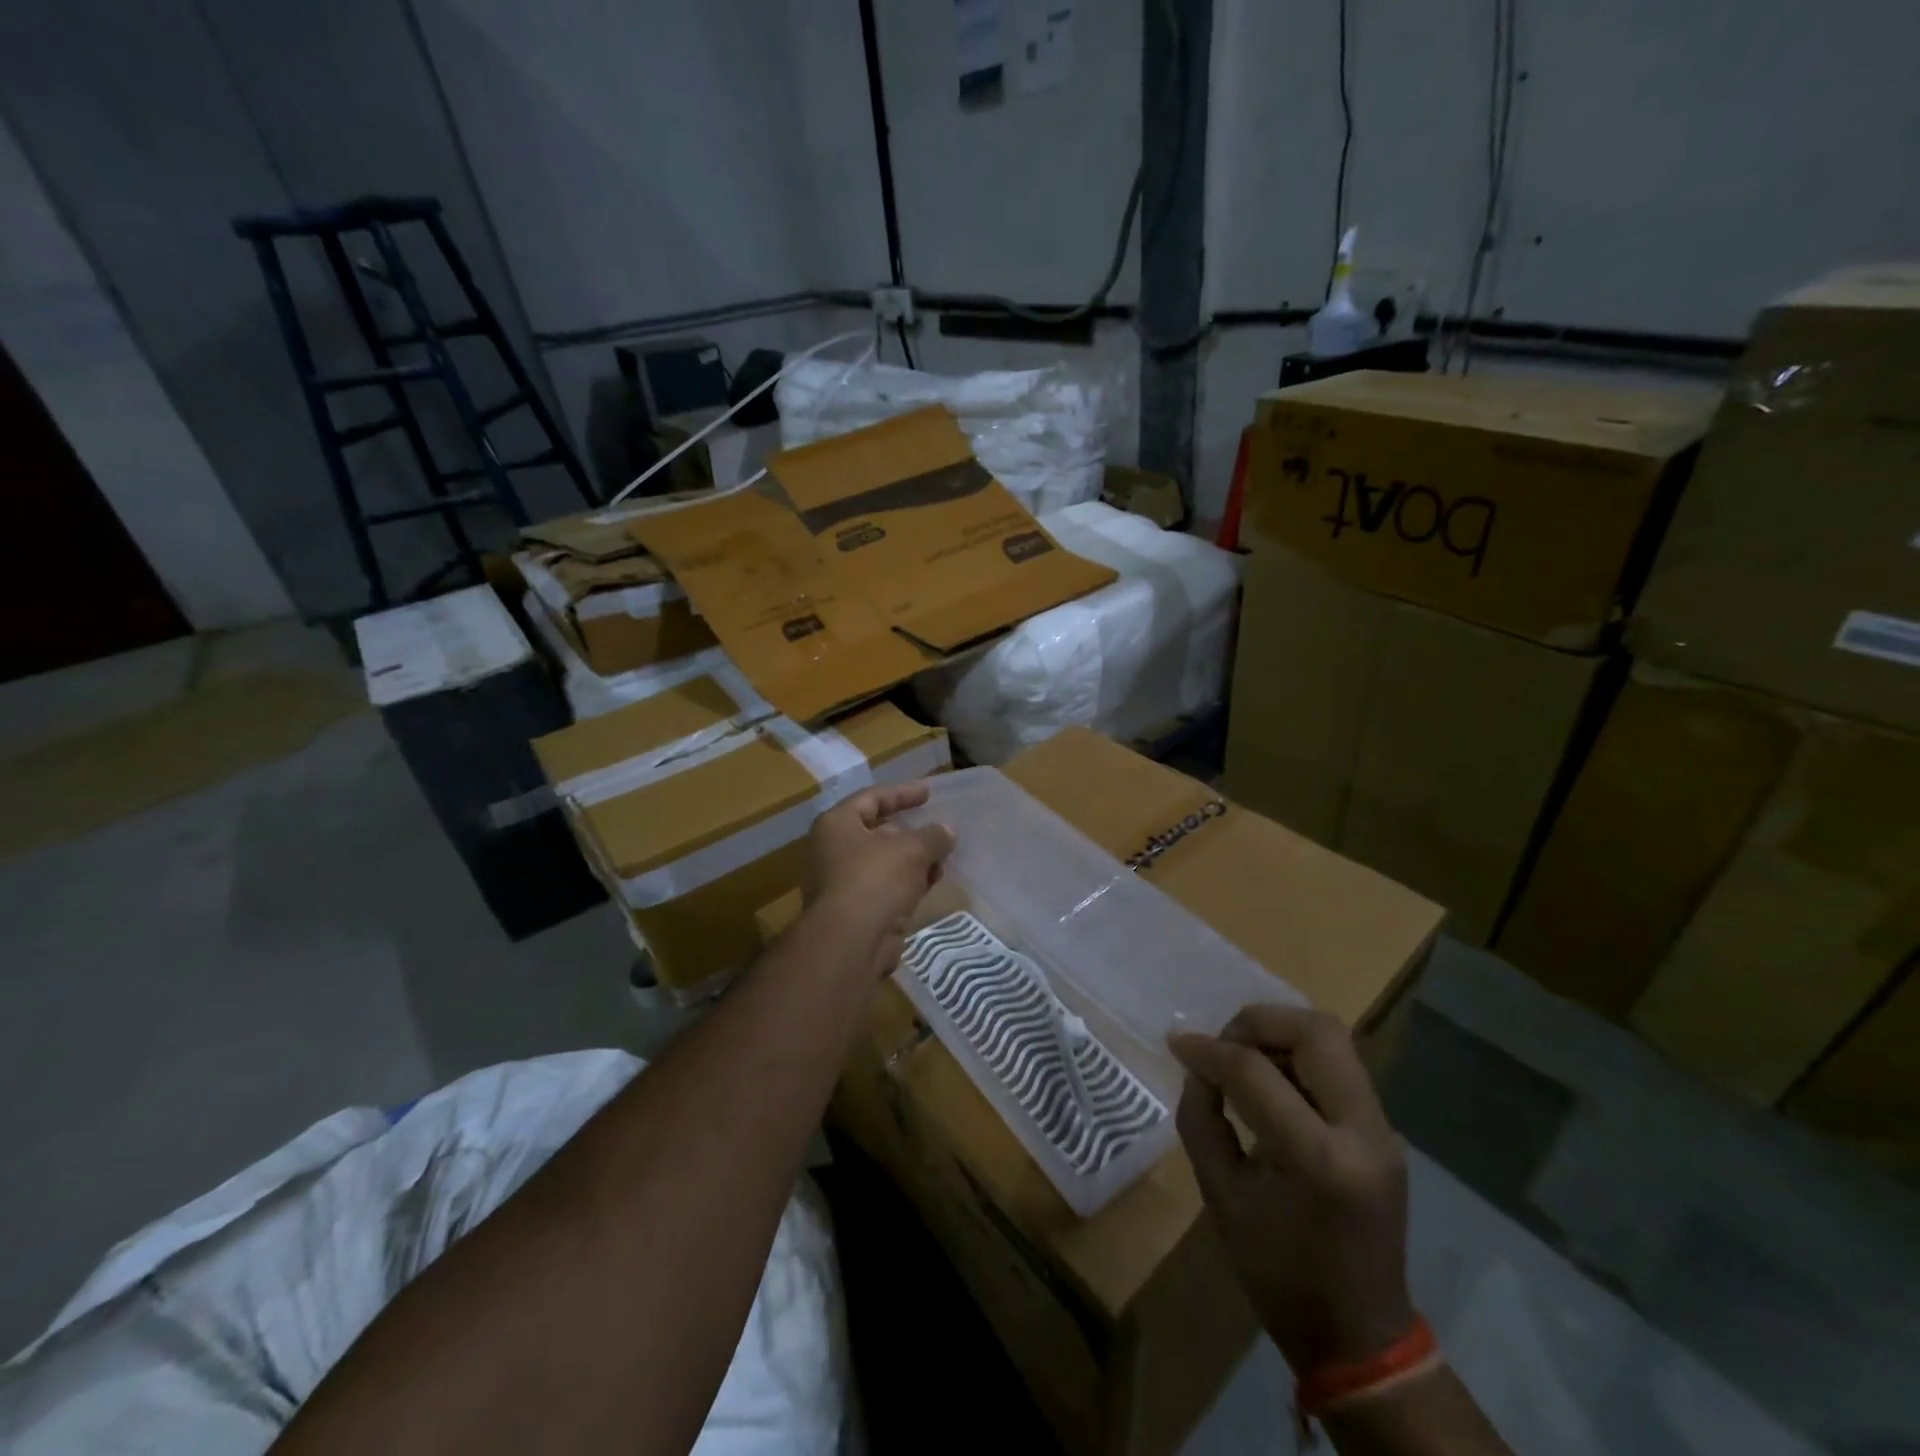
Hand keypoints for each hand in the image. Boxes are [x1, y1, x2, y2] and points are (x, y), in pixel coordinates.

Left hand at [803, 781, 954, 979]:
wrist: (850, 942)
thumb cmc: (875, 879)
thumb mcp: (911, 849)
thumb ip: (932, 836)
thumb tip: (946, 831)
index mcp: (837, 825)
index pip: (871, 798)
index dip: (902, 793)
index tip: (929, 792)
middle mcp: (834, 850)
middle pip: (877, 831)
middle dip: (911, 831)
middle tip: (939, 829)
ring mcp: (843, 882)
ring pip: (885, 862)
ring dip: (914, 859)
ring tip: (944, 857)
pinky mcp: (857, 910)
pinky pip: (887, 888)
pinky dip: (908, 883)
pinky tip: (933, 882)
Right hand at [1169, 1005, 1412, 1375]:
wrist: (1359, 1336)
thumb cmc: (1279, 1275)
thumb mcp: (1221, 1197)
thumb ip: (1202, 1120)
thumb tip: (1195, 1066)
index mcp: (1320, 1160)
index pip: (1255, 1072)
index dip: (1208, 1050)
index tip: (1177, 1044)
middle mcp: (1363, 1132)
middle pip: (1316, 1031)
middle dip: (1258, 1022)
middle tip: (1222, 1044)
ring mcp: (1383, 1130)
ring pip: (1332, 1039)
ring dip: (1279, 1034)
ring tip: (1242, 1058)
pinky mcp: (1383, 1130)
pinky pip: (1338, 1065)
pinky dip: (1296, 1055)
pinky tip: (1268, 1079)